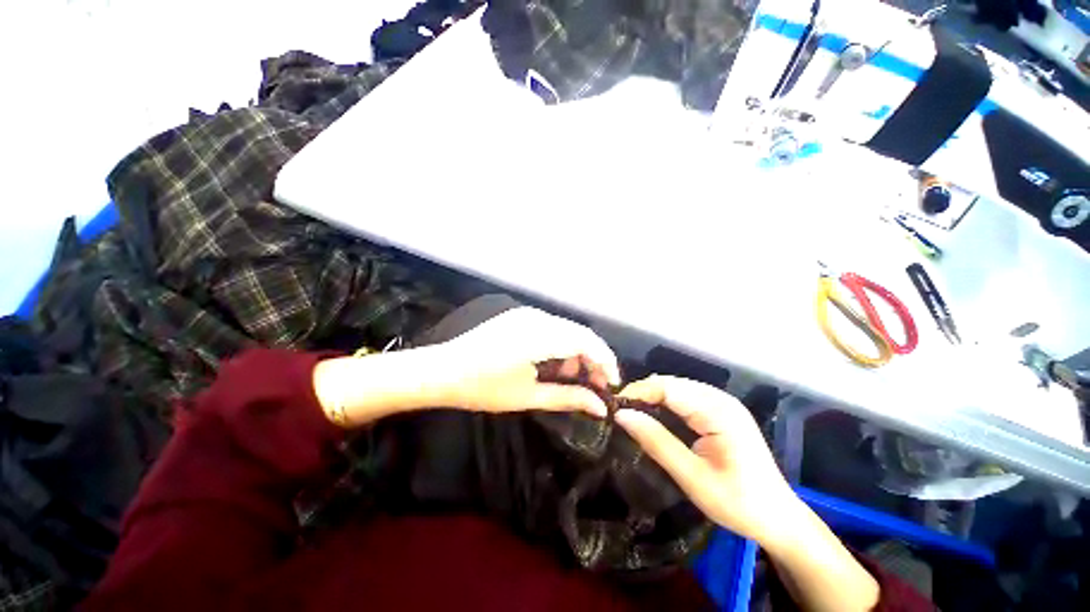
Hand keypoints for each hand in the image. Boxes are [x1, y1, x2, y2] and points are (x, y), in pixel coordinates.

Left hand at [433, 307, 620, 416]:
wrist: (441, 370)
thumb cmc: (482, 388)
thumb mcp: (528, 396)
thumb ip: (568, 397)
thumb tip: (601, 407)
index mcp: (540, 335)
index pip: (587, 341)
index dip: (606, 361)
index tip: (612, 385)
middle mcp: (537, 317)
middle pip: (579, 333)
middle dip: (593, 359)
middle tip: (595, 386)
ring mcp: (527, 314)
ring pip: (566, 330)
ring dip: (575, 352)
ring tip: (570, 378)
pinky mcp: (519, 316)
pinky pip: (551, 328)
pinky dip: (560, 346)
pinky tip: (552, 364)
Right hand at [615, 376, 796, 543]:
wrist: (780, 519)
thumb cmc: (738, 503)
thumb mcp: (692, 477)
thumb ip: (656, 442)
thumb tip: (621, 415)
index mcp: (717, 411)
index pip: (667, 387)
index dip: (637, 392)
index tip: (613, 406)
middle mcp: (720, 399)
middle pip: (671, 383)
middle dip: (643, 393)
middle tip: (619, 412)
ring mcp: (723, 403)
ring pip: (677, 387)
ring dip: (653, 396)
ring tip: (632, 413)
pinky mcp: (722, 411)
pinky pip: (687, 397)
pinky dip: (666, 402)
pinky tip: (655, 415)